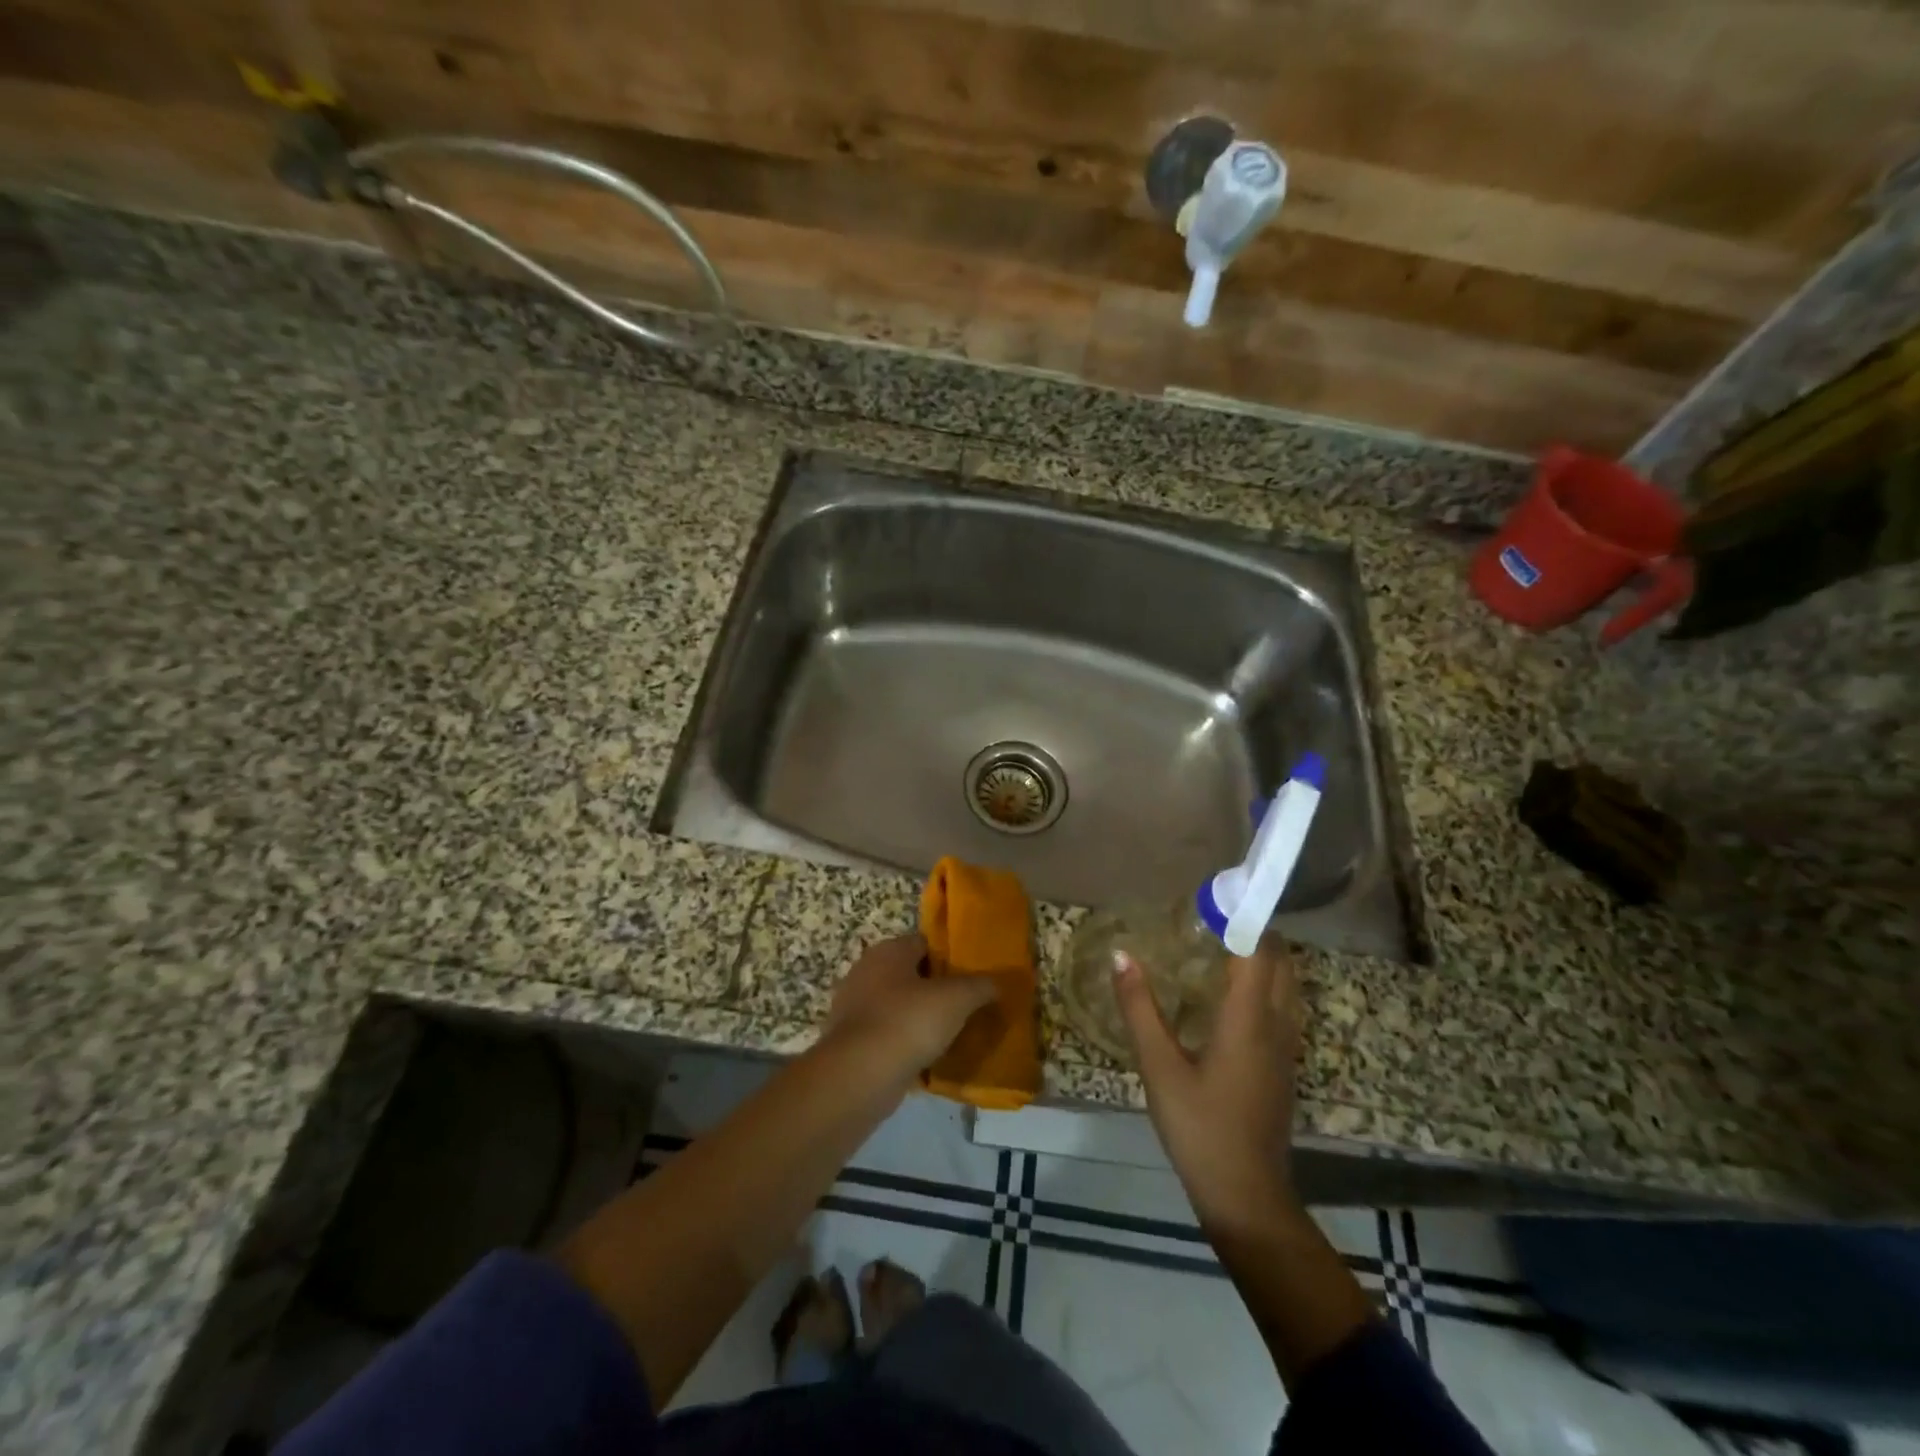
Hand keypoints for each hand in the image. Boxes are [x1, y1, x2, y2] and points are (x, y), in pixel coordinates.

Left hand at [822, 934, 997, 1083]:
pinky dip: (902, 1043)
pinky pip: (885, 1035)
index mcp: (888, 950)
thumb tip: (997, 983)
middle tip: (963, 1007)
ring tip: (948, 1035)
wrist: (859, 1075)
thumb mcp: (957, 999)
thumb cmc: (908, 1022)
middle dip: (934, 989)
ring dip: (918, 1018)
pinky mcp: (849, 1040)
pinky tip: (923, 1058)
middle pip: (910, 974)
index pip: (924, 943)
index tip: (970, 979)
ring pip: (897, 1006)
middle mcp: (866, 970)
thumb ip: (980, 986)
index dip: (949, 958)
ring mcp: (852, 1006)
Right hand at [1114, 939, 1301, 1229]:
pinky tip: (1232, 994)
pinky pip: (1282, 1007)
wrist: (1247, 1196)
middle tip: (1214, 918)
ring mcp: (1285, 1048)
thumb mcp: (1159, 1067)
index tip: (1213, 896)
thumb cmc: (1200, 1128)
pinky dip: (1264, 984)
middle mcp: (1276, 1025)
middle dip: (1255, 932)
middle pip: (1281, 962)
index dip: (1242, 918)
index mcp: (1248, 1019)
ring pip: (1286, 985)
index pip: (1257, 951)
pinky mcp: (1282, 1066)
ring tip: (1222, 945)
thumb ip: (1139, 1008)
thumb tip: (1122, 955)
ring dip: (1264, 958)